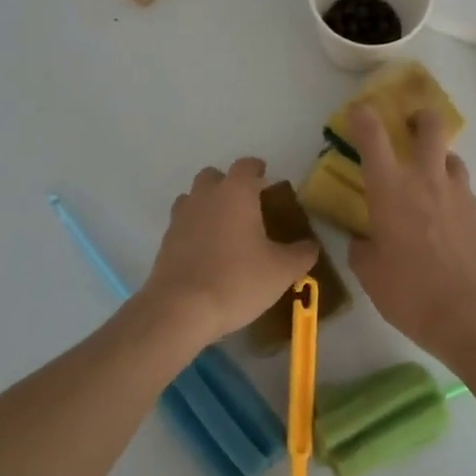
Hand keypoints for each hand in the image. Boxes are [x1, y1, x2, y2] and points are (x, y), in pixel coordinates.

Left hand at [141, 158, 317, 345]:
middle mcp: (205, 196)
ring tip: (224, 230)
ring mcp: (181, 217)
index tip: (266, 179)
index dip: (257, 169)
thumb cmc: (237, 280)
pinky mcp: (165, 241)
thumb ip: (301, 254)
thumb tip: (310, 246)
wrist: (180, 309)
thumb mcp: (281, 271)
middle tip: (246, 207)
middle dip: (229, 185)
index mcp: (235, 193)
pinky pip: (182, 224)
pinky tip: (207, 254)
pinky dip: (194, 230)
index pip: (246, 165)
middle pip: (214, 176)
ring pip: (194, 198)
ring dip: (208, 205)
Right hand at [345, 105, 475, 364]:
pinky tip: (449, 224)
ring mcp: (460, 194)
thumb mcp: (370, 274)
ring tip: (431, 181)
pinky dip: (454, 197)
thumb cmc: (410, 293)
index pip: (373, 136)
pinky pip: (465, 192)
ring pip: (452, 158)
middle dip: (420, 118)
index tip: (357, 111)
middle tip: (411, 126)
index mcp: (390, 189)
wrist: (473, 314)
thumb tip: (365, 240)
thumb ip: (363, 249)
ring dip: (439, 160)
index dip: (363, 117)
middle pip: (430, 126)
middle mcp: (426, 180)